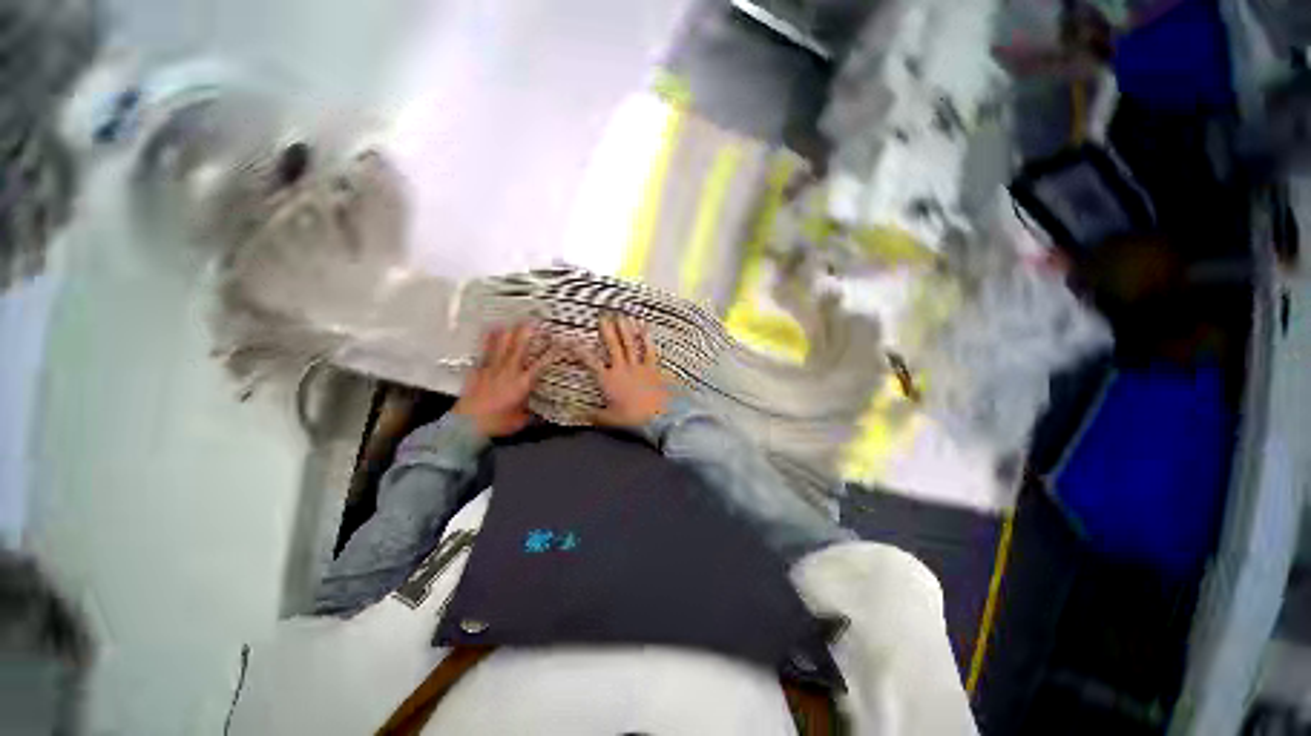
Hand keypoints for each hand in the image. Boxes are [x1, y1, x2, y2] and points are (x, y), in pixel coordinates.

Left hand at [454, 322, 560, 437]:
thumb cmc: (497, 423)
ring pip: (501, 346)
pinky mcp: (477, 371)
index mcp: (523, 383)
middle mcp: (509, 372)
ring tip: (512, 320)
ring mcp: (492, 369)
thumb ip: (530, 413)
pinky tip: (489, 331)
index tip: (560, 343)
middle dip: (527, 333)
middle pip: (520, 348)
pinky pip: (484, 351)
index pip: (542, 364)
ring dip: (508, 332)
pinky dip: (487, 340)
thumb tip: (538, 413)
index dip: (552, 352)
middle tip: (533, 321)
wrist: (468, 424)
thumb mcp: (521, 420)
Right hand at [571, 315, 670, 426]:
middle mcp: (622, 368)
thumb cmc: (632, 418)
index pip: (590, 361)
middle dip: (607, 329)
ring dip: (625, 329)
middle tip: (603, 316)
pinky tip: (645, 328)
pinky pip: (649, 350)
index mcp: (608, 380)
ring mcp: (638, 366)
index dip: (579, 350)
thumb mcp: (609, 419)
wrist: (657, 416)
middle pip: (612, 345)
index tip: (571, 340)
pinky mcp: (653, 368)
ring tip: (622, 316)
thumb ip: (594, 416)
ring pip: (630, 343)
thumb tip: (580, 416)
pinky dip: (647, 338)